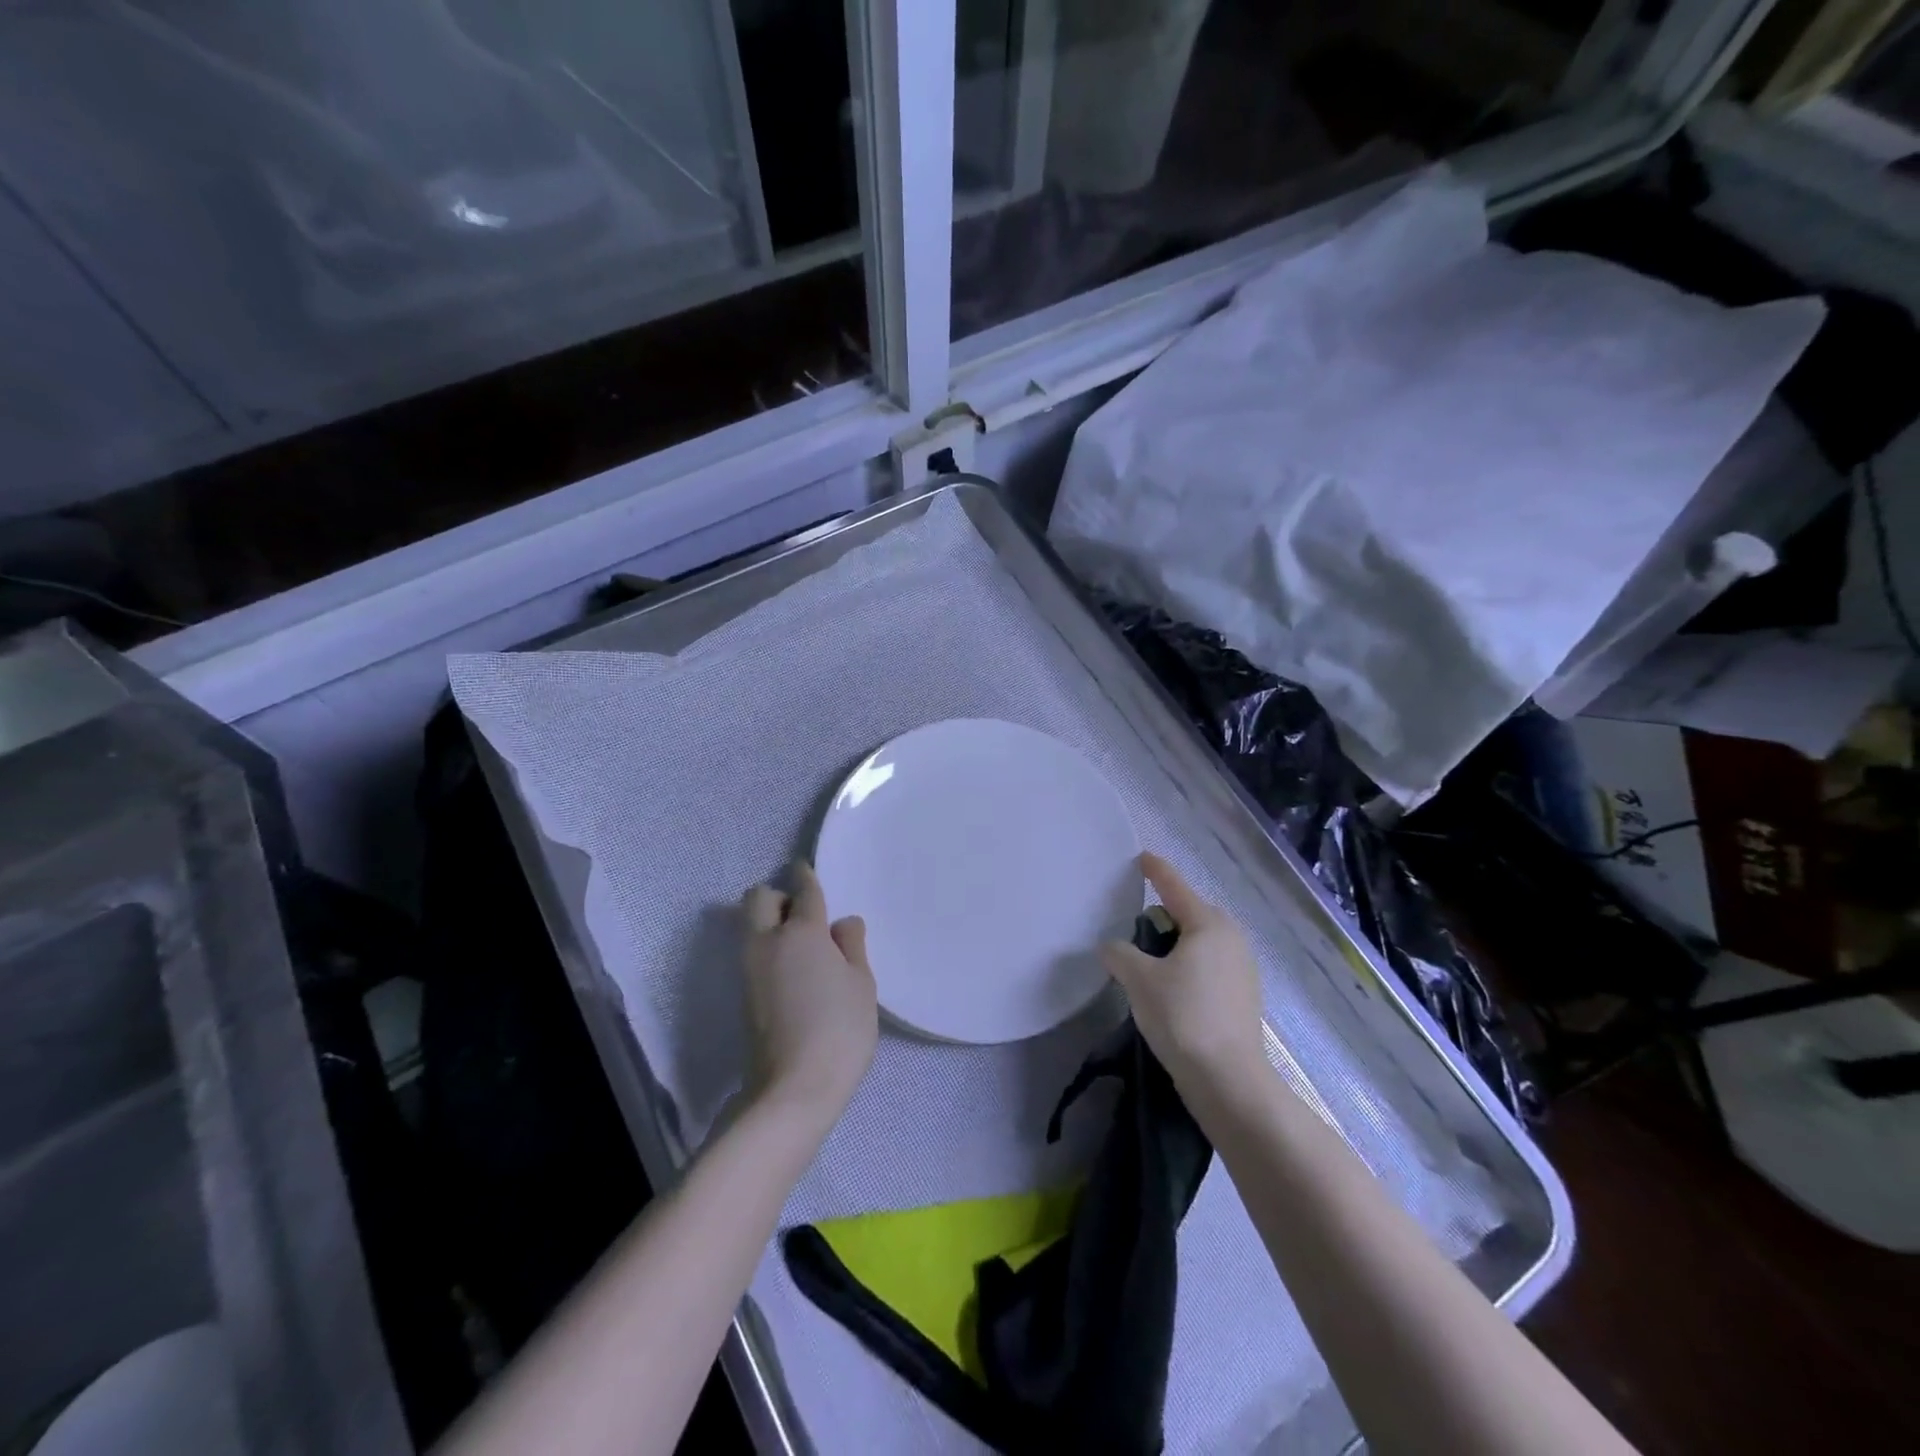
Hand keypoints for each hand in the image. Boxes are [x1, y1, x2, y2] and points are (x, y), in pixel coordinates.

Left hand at [741, 861, 877, 1128]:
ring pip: (749, 925)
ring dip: (768, 921)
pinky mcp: (742, 994)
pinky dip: (766, 946)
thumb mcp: (861, 985)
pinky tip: (790, 967)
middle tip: (803, 912)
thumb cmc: (840, 1030)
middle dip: (778, 894)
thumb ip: (851, 946)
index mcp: (803, 933)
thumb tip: (842, 922)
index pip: (803, 891)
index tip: (804, 867)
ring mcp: (749, 969)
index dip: (805, 875)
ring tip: (799, 942)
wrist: (793, 1089)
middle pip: (759, 898)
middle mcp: (768, 942)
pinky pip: (751, 951)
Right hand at [1100, 853, 1266, 1091]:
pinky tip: (1171, 988)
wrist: (1228, 1080)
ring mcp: (1242, 968)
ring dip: (1175, 944)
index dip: (1155, 871)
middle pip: (1190, 914)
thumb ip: (1119, 954)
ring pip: (1200, 942)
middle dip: (1164, 914)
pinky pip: (1209, 966)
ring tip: (1148, 960)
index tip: (1141, 857)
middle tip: (1134, 923)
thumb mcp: (1139, 980)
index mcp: (1208, 924)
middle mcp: (1231, 938)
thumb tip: (1112, 948)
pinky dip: (1188, 967)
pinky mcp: (1243, 996)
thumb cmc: (1183, 1016)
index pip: (1174, 886)